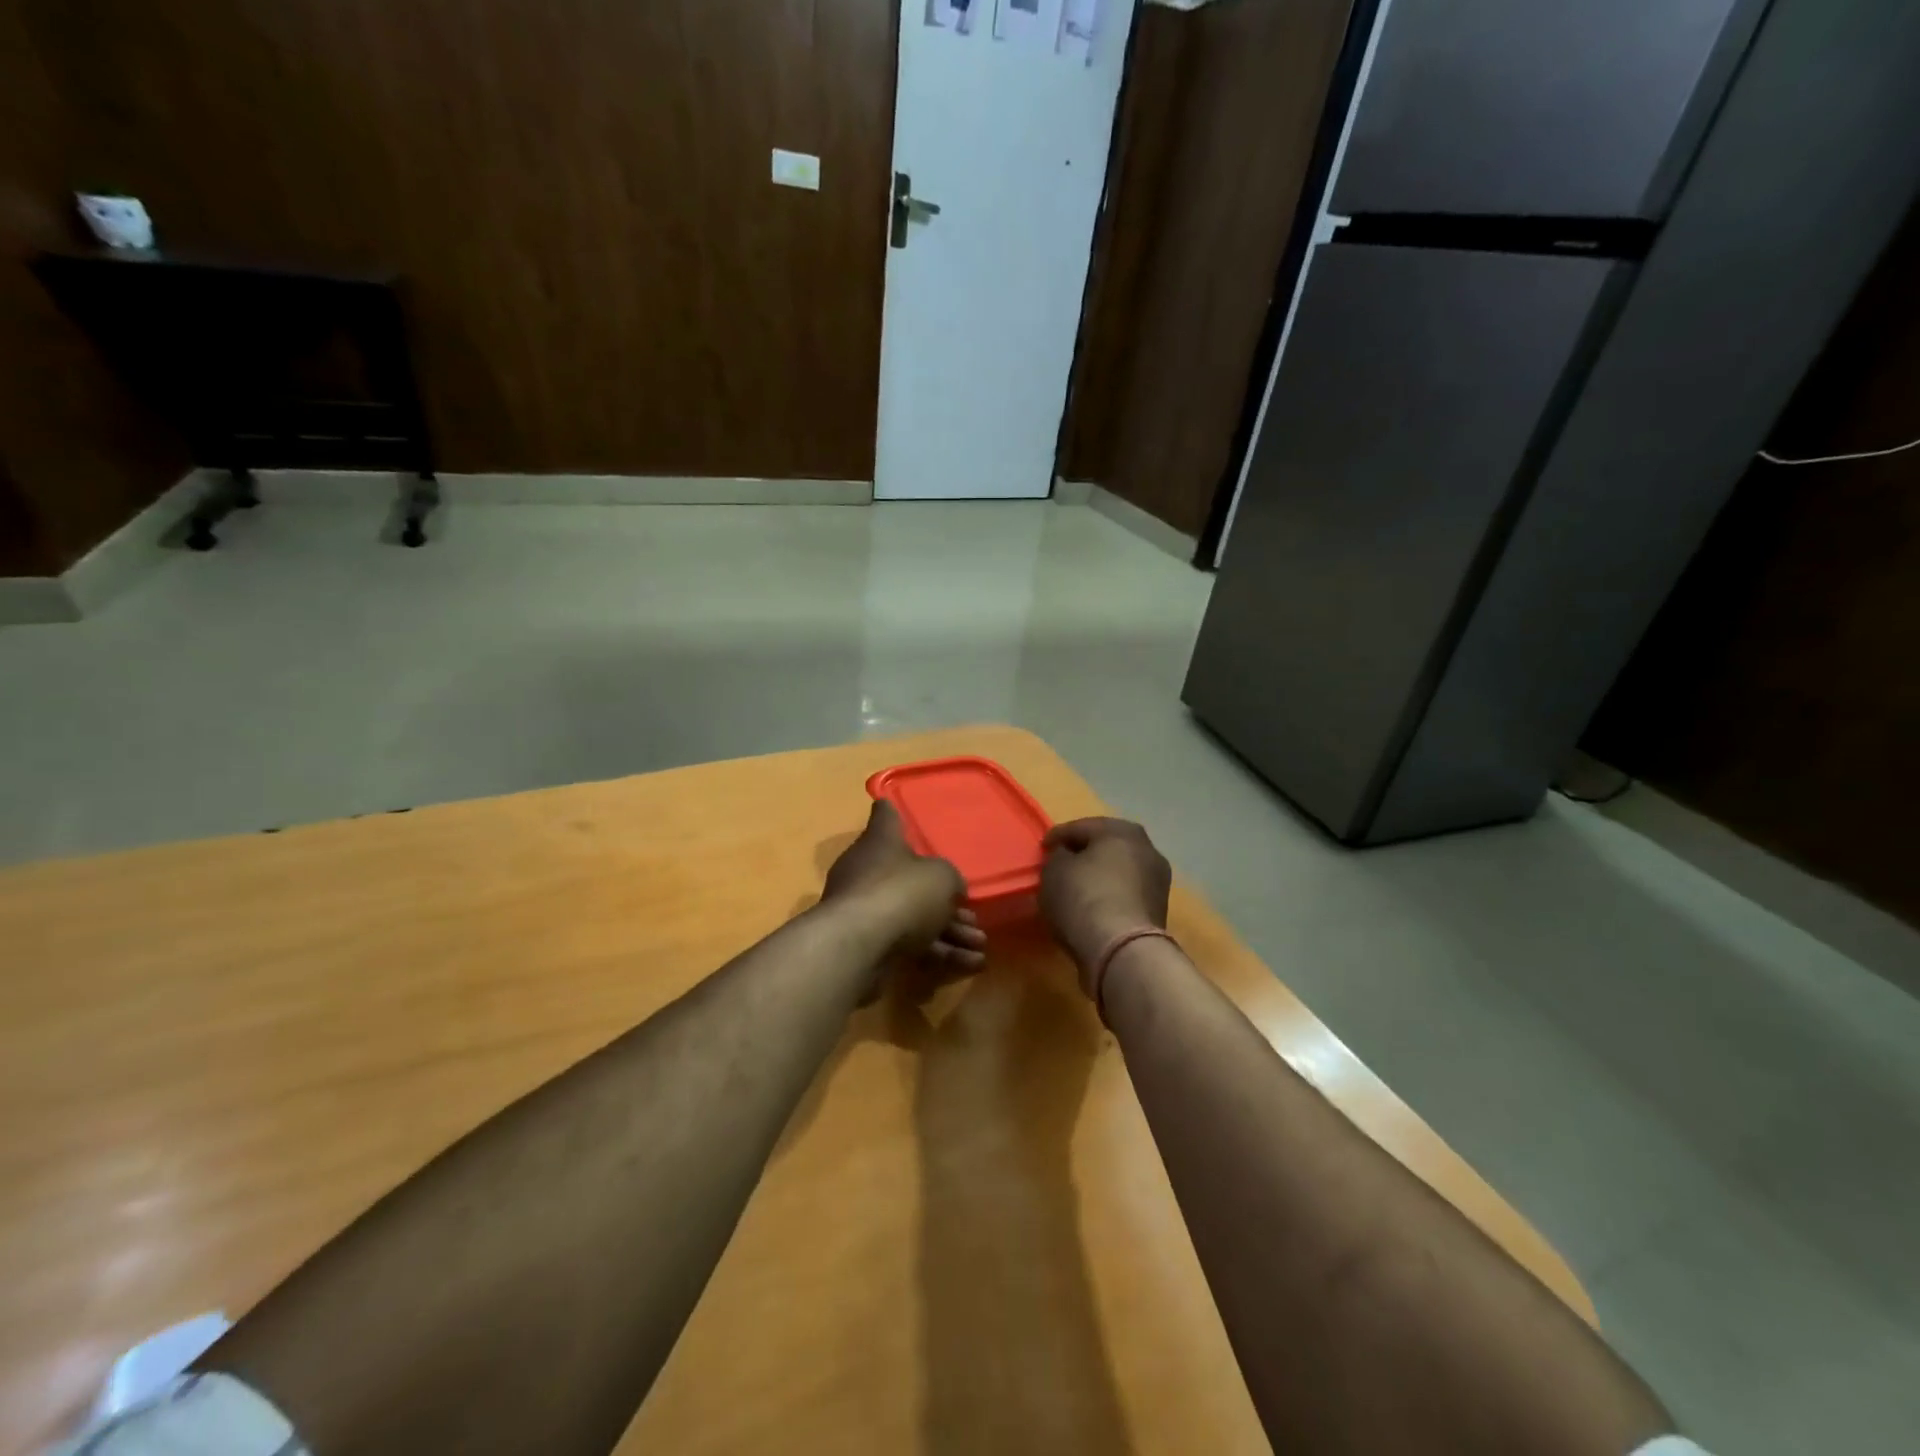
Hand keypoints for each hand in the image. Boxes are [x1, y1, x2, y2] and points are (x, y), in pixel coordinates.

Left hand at [823, 802, 987, 973]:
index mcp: (881, 842)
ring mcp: (866, 910)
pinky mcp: (868, 945)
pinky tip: (970, 965)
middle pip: (909, 878)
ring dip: (949, 932)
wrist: (858, 946)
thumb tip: (949, 890)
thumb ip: (949, 880)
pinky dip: (938, 953)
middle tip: (973, 916)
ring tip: (981, 946)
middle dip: (944, 900)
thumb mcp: (942, 878)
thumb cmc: (901, 893)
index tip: (895, 807)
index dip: (894, 813)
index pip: (885, 817)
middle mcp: (869, 871)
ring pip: (914, 917)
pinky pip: (909, 944)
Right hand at [1040, 817, 1171, 995]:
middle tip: (1060, 865)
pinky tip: (1091, 907)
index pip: (1081, 827)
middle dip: (1083, 854)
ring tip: (1074, 888)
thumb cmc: (1083, 898)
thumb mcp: (1054, 871)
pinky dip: (1109, 896)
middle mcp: (1147, 849)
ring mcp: (1157, 880)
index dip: (1057, 836)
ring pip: (1118, 871)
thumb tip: (1067, 857)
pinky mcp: (1158, 910)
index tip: (1042, 849)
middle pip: (1105, 846)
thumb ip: (1058, 856)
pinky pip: (1125, 894)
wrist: (1121, 950)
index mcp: (1122, 830)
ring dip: (1098, 876)